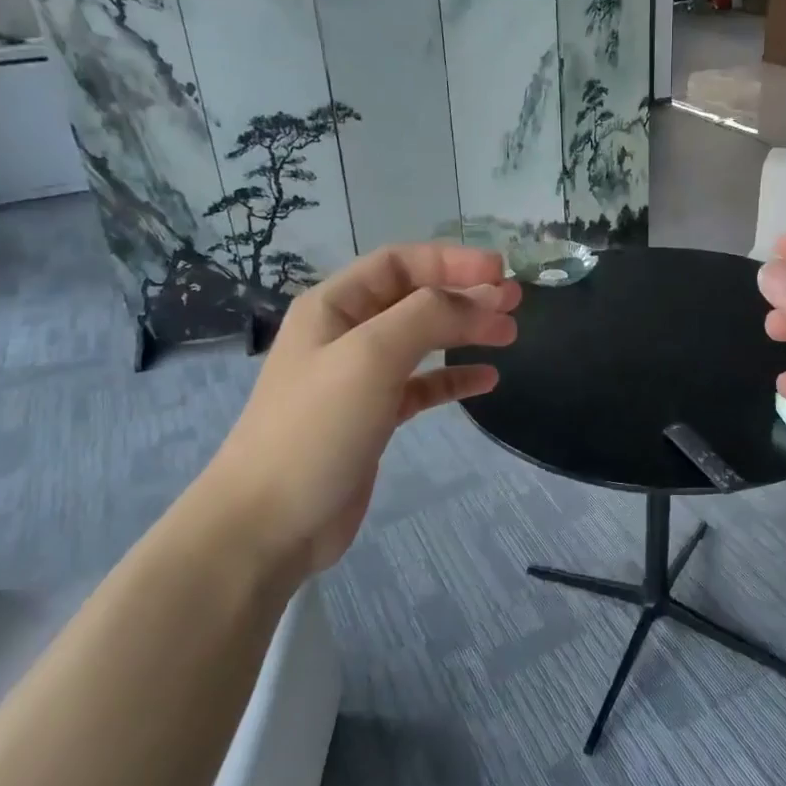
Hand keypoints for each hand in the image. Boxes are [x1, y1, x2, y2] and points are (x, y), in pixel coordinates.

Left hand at [191, 244, 518, 574]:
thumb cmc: (316, 428)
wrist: (269, 525)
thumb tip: (486, 298)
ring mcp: (359, 378)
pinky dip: (453, 378)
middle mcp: (346, 333)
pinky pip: (422, 386)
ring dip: (465, 331)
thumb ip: (429, 316)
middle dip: (465, 294)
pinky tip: (487, 380)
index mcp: (333, 306)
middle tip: (516, 302)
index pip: (400, 263)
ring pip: (422, 340)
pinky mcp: (373, 418)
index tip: (501, 272)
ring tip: (509, 334)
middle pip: (415, 298)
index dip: (452, 260)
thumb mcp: (371, 356)